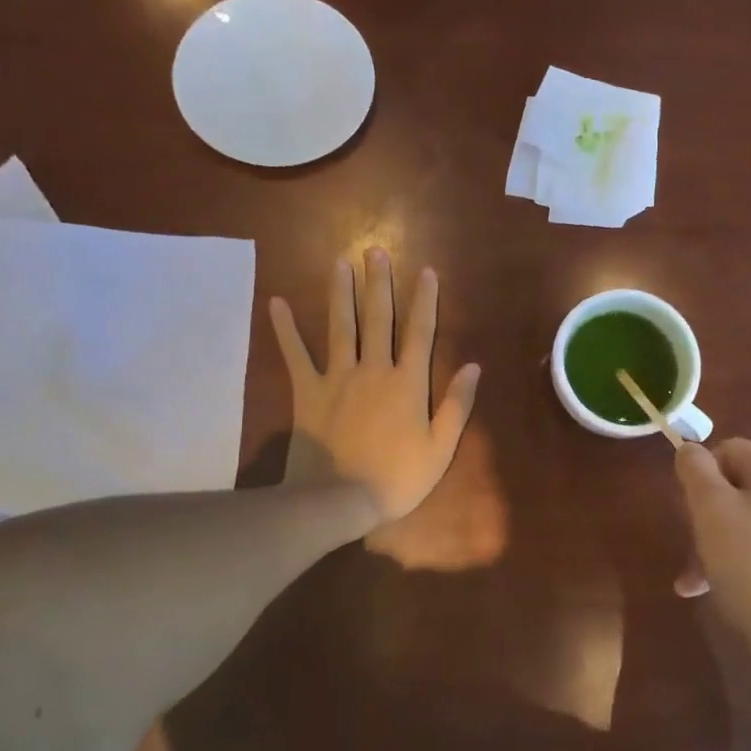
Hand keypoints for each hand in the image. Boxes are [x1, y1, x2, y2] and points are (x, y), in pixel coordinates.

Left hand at [269, 249, 480, 526]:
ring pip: (340, 326)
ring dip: (340, 292)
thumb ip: (457, 404)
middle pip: (377, 318)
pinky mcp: (307, 392)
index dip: (425, 300)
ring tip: (340, 262)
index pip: (420, 332)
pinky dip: (285, 329)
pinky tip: (276, 302)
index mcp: (407, 382)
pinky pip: (295, 355)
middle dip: (379, 283)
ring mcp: (337, 377)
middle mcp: (373, 369)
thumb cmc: (397, 477)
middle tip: (375, 251)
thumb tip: (473, 366)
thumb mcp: (441, 447)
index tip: (426, 271)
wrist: (337, 499)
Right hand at [674, 439, 750, 672]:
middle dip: (702, 513)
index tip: (688, 507)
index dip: (700, 473)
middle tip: (689, 542)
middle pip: (733, 486)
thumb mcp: (711, 508)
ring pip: (740, 520)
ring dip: (709, 543)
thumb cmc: (749, 561)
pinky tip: (705, 589)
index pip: (728, 449)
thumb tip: (689, 450)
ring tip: (691, 578)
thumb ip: (695, 470)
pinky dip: (729, 560)